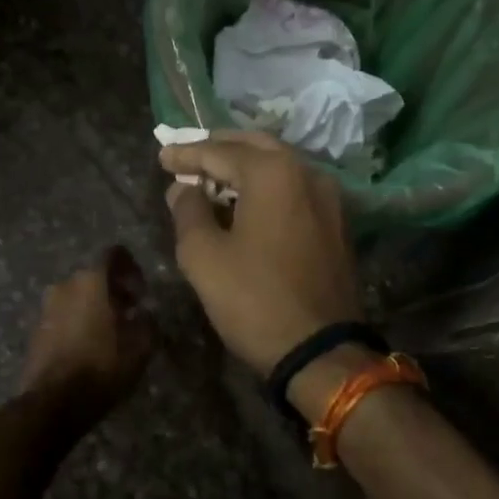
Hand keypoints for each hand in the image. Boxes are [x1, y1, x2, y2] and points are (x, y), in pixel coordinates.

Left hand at [18, 248, 157, 426]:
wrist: (53, 402)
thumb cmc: (103, 367)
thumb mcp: (140, 346)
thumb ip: (147, 321)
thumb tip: (144, 313)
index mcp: (92, 281)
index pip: (114, 254)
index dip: (131, 267)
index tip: (141, 291)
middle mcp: (65, 285)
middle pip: (94, 276)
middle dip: (113, 290)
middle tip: (130, 313)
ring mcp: (47, 307)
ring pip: (77, 296)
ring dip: (94, 306)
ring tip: (110, 332)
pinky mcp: (36, 329)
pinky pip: (63, 315)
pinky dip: (78, 321)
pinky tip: (89, 346)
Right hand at [159, 131, 362, 377]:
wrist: (322, 351)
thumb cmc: (255, 300)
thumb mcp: (204, 257)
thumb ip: (188, 212)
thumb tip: (184, 188)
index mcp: (274, 172)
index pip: (220, 151)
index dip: (186, 153)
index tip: (162, 157)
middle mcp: (307, 172)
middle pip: (256, 147)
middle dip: (219, 149)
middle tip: (188, 157)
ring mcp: (329, 197)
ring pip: (280, 166)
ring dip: (245, 167)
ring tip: (213, 179)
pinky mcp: (337, 222)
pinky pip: (295, 188)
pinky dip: (267, 186)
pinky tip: (247, 202)